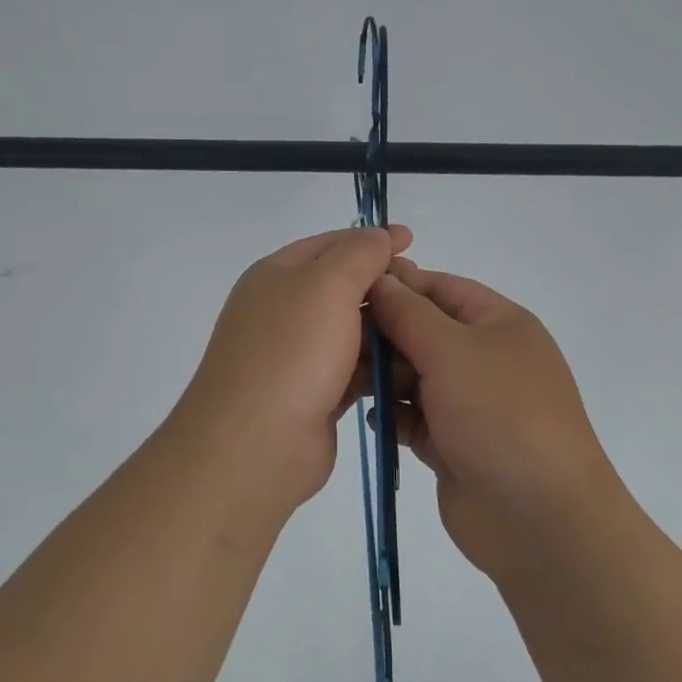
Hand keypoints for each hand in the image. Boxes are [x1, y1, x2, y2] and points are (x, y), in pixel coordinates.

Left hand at [173, 225, 412, 508]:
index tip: (413, 242)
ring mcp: (298, 355)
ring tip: (426, 332)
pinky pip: (354, 369)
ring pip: (351, 331)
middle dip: (383, 287)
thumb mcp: (326, 285)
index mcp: (277, 275)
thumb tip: (379, 237)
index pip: (330, 244)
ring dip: (386, 330)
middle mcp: (284, 311)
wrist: (255, 444)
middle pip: (342, 287)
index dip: (371, 240)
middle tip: (423, 293)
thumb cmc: (291, 352)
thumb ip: (358, 254)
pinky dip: (379, 367)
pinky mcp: (315, 393)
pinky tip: (409, 370)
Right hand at [367, 259, 626, 580]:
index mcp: (499, 324)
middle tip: (335, 341)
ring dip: (382, 376)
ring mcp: (469, 404)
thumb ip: (409, 313)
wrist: (538, 517)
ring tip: (345, 381)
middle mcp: (485, 359)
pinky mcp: (452, 444)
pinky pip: (413, 418)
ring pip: (414, 377)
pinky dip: (393, 415)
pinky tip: (374, 419)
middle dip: (383, 335)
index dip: (397, 285)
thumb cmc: (500, 414)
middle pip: (423, 332)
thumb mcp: (453, 350)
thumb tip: (380, 279)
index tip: (347, 288)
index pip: (441, 288)